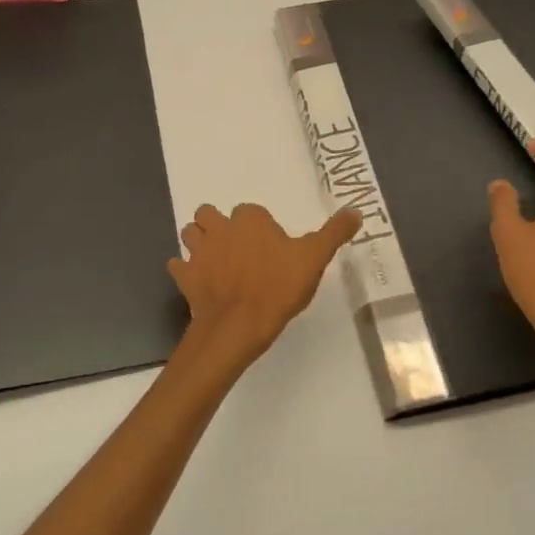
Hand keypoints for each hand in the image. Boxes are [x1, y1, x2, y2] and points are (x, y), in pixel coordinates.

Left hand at [169, 202, 361, 372]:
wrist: (239, 325)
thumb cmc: (278, 288)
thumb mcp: (315, 258)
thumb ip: (334, 232)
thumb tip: (355, 210)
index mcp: (250, 220)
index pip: (250, 211)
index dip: (258, 226)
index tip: (268, 246)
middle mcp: (221, 228)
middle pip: (210, 214)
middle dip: (217, 225)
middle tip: (235, 248)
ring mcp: (199, 252)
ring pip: (190, 234)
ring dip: (198, 242)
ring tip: (214, 260)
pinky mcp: (185, 276)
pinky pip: (178, 266)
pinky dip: (184, 270)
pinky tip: (197, 281)